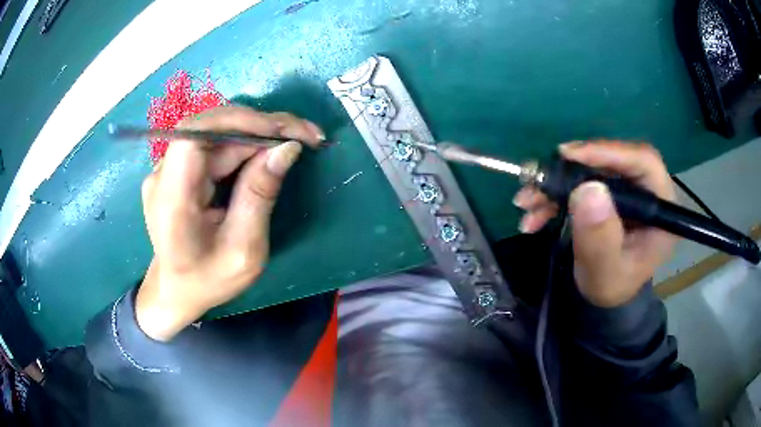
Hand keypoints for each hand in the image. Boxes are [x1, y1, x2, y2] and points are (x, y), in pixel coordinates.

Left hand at [136, 106, 323, 340]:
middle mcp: (163, 175)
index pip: (196, 135)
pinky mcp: (178, 169)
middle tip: (307, 134)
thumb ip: (260, 196)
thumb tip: (288, 147)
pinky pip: (214, 146)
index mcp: (172, 199)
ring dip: (258, 134)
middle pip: (212, 130)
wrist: (177, 290)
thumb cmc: (209, 280)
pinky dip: (245, 144)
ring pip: (217, 134)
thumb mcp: (244, 251)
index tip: (284, 131)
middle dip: (261, 126)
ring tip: (296, 140)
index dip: (239, 121)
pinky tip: (269, 152)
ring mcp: (168, 169)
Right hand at [513, 141, 676, 306]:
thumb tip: (588, 189)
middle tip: (539, 178)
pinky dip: (555, 196)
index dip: (609, 152)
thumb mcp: (606, 271)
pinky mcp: (608, 194)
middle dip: (572, 169)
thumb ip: (600, 237)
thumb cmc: (611, 287)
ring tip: (527, 202)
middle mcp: (646, 192)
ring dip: (556, 184)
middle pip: (613, 161)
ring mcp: (626, 191)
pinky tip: (534, 213)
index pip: (643, 162)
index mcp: (661, 209)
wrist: (604, 296)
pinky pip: (580, 183)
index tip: (570, 155)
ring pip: (592, 170)